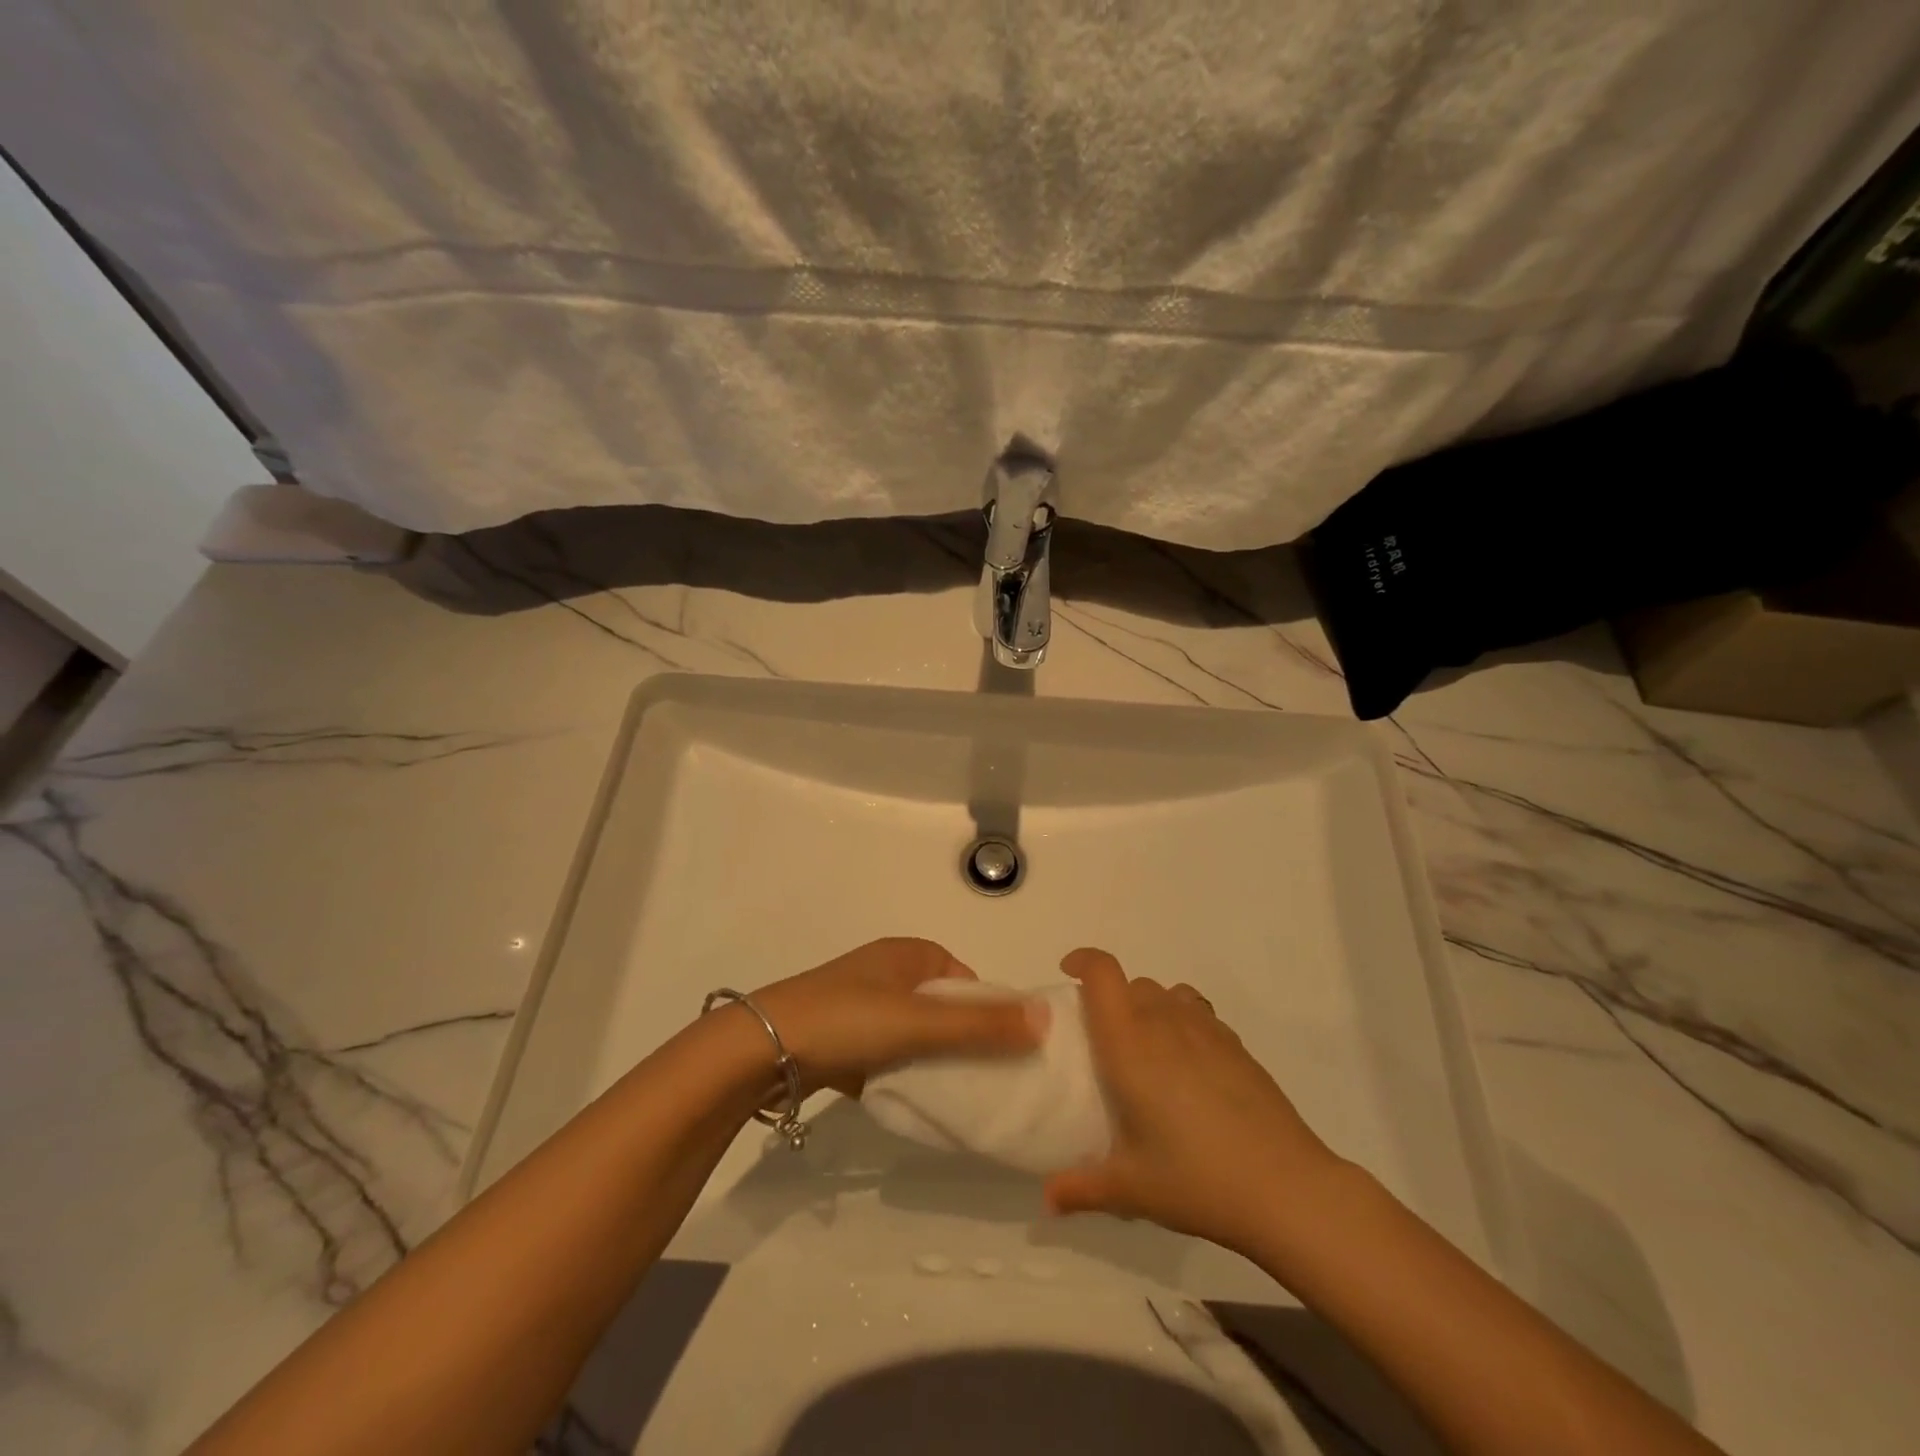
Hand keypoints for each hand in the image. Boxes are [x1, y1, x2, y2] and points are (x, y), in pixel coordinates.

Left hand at [749, 938, 1046, 1097]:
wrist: (762, 1050)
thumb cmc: (847, 1020)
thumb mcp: (919, 1022)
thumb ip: (981, 1025)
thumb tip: (1046, 1019)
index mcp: (908, 954)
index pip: (966, 979)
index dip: (989, 1012)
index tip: (1005, 1053)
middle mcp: (887, 971)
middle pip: (942, 1007)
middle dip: (962, 1040)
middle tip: (984, 1080)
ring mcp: (861, 1004)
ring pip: (914, 1033)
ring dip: (931, 1060)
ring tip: (952, 1095)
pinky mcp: (842, 1037)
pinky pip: (886, 1054)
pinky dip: (900, 1073)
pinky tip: (909, 1101)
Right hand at [1044, 948, 1341, 1257]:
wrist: (1286, 1188)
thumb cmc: (1196, 1179)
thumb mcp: (1130, 1188)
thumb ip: (1081, 1188)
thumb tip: (1046, 1201)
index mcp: (1130, 1043)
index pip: (1103, 974)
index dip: (1083, 960)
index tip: (1068, 972)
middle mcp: (1165, 1023)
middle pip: (1132, 983)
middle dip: (1111, 998)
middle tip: (1103, 1040)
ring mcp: (1206, 1030)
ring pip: (1167, 994)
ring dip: (1148, 1007)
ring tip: (1146, 1050)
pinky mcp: (1236, 1046)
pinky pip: (1197, 1013)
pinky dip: (1182, 1022)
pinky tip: (1187, 1067)